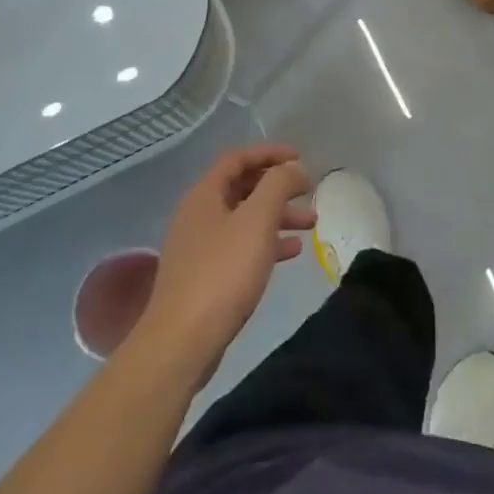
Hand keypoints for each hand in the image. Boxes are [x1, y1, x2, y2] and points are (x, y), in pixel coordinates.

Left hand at [134, 144, 314, 390]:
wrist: (183, 341)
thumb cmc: (223, 272)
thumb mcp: (257, 220)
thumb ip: (278, 185)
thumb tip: (293, 167)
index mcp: (204, 195)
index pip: (237, 158)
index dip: (269, 152)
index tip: (300, 158)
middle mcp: (198, 215)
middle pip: (242, 188)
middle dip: (278, 186)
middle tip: (308, 190)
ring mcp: (200, 247)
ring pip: (245, 219)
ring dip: (278, 215)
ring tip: (311, 223)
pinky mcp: (206, 276)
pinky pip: (242, 247)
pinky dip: (268, 243)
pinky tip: (292, 252)